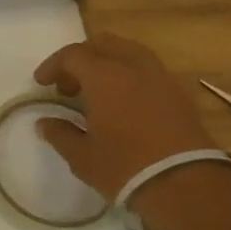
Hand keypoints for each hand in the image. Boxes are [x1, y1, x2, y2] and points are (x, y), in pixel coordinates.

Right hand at [32, 34, 220, 202]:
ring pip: (129, 52)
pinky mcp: (179, 93)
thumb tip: (44, 122)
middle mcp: (133, 67)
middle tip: (70, 85)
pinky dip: (130, 75)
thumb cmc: (126, 167)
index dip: (53, 65)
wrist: (188, 185)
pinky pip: (148, 69)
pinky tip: (124, 103)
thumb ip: (60, 134)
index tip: (42, 83)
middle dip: (82, 58)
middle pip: (103, 44)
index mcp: (104, 76)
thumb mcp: (82, 156)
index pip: (72, 55)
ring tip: (98, 91)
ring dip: (108, 63)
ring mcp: (161, 77)